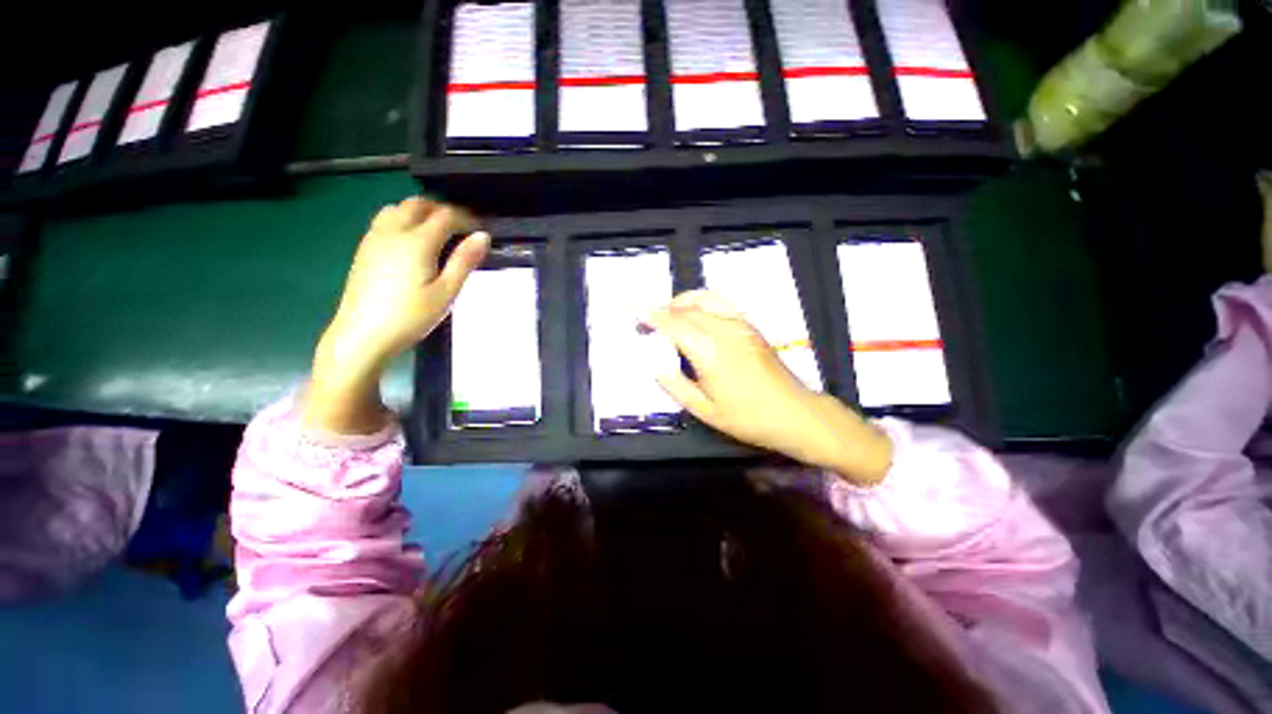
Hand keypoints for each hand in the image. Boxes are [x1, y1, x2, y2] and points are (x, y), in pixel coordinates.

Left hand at [304, 198, 489, 434]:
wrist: (363, 335)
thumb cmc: (411, 316)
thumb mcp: (447, 292)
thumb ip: (464, 261)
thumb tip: (483, 236)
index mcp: (417, 241)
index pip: (446, 216)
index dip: (467, 219)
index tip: (481, 231)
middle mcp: (393, 231)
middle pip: (419, 204)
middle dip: (443, 210)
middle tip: (462, 229)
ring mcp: (374, 238)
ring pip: (398, 208)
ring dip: (421, 212)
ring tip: (438, 232)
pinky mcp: (364, 248)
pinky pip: (385, 219)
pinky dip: (403, 219)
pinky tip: (412, 242)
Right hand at [643, 291, 891, 484]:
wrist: (795, 413)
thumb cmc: (748, 418)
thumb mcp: (706, 411)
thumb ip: (676, 387)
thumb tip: (656, 366)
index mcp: (710, 353)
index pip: (674, 324)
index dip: (652, 316)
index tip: (634, 313)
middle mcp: (725, 331)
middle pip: (686, 310)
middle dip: (662, 310)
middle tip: (647, 320)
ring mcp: (741, 325)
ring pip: (705, 299)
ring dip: (682, 301)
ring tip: (668, 314)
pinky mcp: (750, 327)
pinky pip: (722, 304)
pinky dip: (702, 302)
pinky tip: (695, 315)